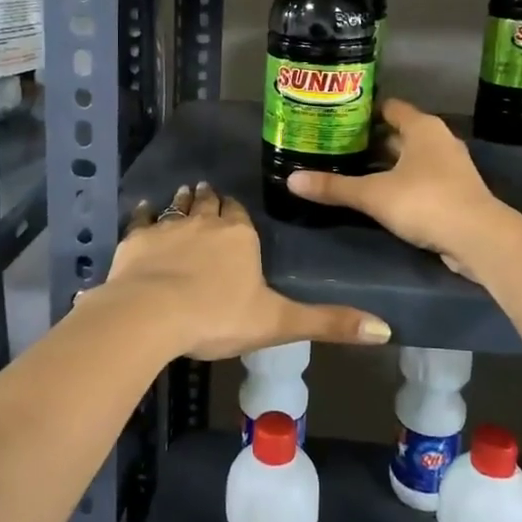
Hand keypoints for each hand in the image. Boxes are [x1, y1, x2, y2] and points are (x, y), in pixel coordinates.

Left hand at [106, 181, 391, 359]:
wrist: (152, 314)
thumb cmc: (218, 317)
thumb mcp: (278, 323)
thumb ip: (328, 323)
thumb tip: (385, 329)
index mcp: (240, 235)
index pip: (241, 214)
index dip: (238, 212)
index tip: (235, 210)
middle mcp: (206, 221)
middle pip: (210, 202)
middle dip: (211, 198)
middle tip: (208, 192)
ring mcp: (169, 226)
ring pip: (179, 205)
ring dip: (183, 200)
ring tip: (185, 192)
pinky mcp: (137, 239)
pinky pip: (141, 219)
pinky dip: (144, 214)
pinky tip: (143, 211)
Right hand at [288, 98, 513, 278]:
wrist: (479, 238)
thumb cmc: (425, 201)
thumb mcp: (373, 194)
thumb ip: (334, 187)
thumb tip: (291, 181)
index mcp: (422, 128)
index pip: (389, 108)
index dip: (363, 111)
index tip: (337, 117)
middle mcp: (438, 140)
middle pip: (398, 133)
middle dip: (370, 141)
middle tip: (335, 146)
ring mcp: (450, 167)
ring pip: (410, 158)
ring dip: (385, 164)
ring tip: (351, 170)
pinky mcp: (454, 192)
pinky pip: (420, 179)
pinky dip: (400, 183)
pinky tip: (379, 196)